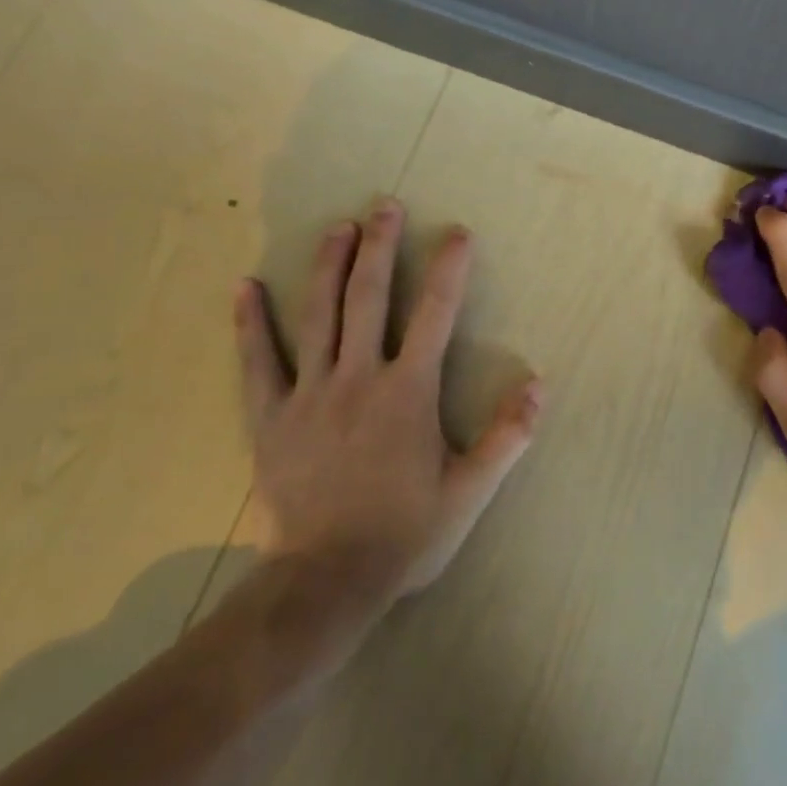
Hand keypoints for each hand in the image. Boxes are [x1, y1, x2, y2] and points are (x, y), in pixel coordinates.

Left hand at [233, 197, 541, 596]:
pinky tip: (246, 287)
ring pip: (318, 316)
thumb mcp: (470, 490)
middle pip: (369, 298)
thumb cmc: (406, 533)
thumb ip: (507, 436)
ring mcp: (309, 394)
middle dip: (381, 248)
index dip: (449, 270)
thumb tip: (540, 385)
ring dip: (329, 266)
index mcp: (408, 392)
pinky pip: (258, 362)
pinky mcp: (271, 417)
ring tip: (339, 227)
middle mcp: (358, 378)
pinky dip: (251, 323)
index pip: (435, 316)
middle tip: (386, 206)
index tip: (458, 233)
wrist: (327, 580)